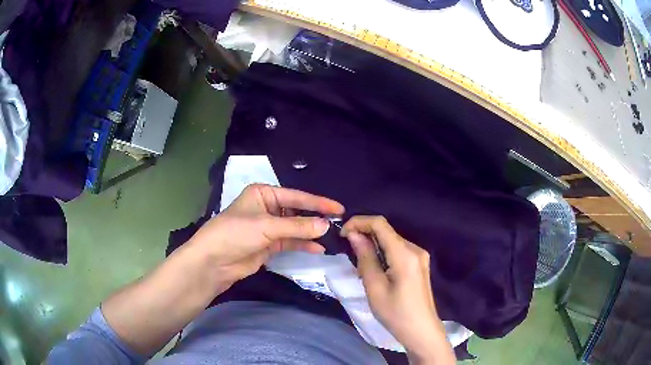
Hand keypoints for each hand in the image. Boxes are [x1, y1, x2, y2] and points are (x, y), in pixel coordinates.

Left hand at [186, 184, 344, 290]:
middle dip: (315, 218)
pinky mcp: (269, 245)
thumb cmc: (236, 233)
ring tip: (332, 236)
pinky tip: (318, 248)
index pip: (296, 196)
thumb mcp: (266, 226)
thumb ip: (297, 226)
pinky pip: (290, 242)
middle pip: (296, 211)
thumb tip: (327, 225)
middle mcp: (267, 208)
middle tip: (339, 223)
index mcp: (263, 194)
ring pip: (295, 228)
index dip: (318, 202)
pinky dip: (303, 245)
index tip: (339, 208)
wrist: (214, 262)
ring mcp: (268, 228)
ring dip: (311, 232)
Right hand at [341, 216, 454, 363]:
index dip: (359, 222)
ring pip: (391, 240)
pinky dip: (383, 253)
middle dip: (364, 235)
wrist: (421, 331)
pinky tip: (375, 269)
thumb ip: (365, 258)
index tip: (342, 234)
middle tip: (349, 253)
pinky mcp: (420, 264)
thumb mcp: (375, 288)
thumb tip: (354, 235)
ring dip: (373, 245)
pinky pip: (398, 250)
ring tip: (360, 265)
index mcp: (405, 254)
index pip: (380, 224)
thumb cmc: (396, 313)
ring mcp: (420, 256)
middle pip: (386, 231)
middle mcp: (415, 249)